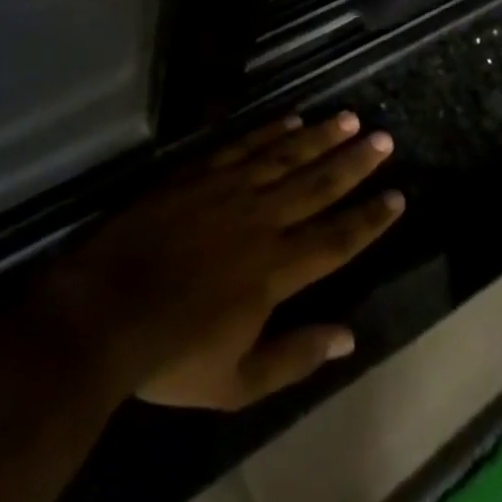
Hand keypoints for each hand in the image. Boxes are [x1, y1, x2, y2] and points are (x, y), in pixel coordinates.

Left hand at [46, 113, 403, 411]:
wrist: (104, 309)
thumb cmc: (171, 355)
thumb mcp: (237, 382)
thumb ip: (295, 357)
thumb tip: (349, 338)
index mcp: (276, 270)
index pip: (336, 238)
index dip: (370, 218)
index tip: (398, 196)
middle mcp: (262, 219)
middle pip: (319, 184)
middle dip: (355, 163)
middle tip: (384, 139)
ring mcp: (229, 188)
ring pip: (286, 155)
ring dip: (321, 137)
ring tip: (349, 119)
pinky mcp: (199, 171)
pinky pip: (244, 144)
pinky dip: (271, 130)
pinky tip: (291, 118)